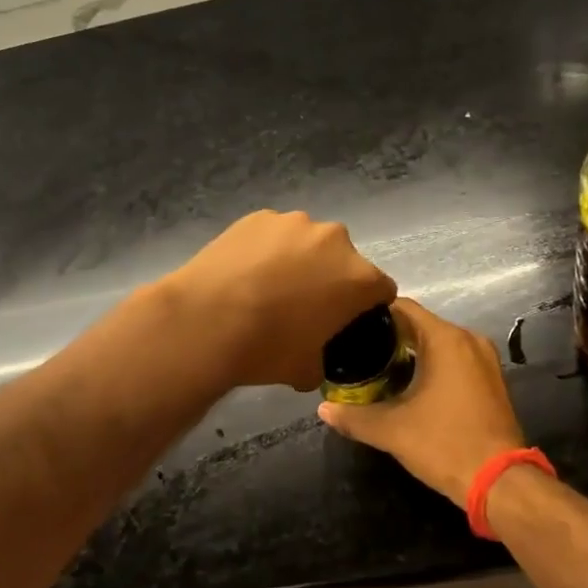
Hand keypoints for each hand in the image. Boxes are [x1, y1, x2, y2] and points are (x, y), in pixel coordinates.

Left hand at [165, 210, 396, 390]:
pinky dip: (267, 249)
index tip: (346, 321)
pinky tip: (245, 272)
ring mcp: (295, 223)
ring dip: (299, 259)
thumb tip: (315, 359)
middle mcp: (335, 240)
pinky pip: (274, 234)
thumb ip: (324, 361)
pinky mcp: (259, 216)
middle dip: (331, 278)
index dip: (366, 307)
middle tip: (303, 304)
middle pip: (344, 260)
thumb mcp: (307, 371)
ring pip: (308, 242)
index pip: (381, 289)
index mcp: (359, 278)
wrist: (206, 320)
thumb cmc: (267, 348)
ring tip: (268, 286)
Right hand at [316, 299, 526, 505]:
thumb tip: (323, 410)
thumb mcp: (393, 431)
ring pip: (440, 343)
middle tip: (358, 352)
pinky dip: (433, 365)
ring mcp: (485, 359)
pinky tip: (411, 385)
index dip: (374, 314)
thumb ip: (354, 417)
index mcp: (446, 339)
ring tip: (378, 368)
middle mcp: (468, 339)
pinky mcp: (492, 380)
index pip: (404, 308)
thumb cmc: (445, 444)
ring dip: (412, 352)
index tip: (350, 327)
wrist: (501, 482)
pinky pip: (456, 359)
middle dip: (390, 336)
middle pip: (421, 324)